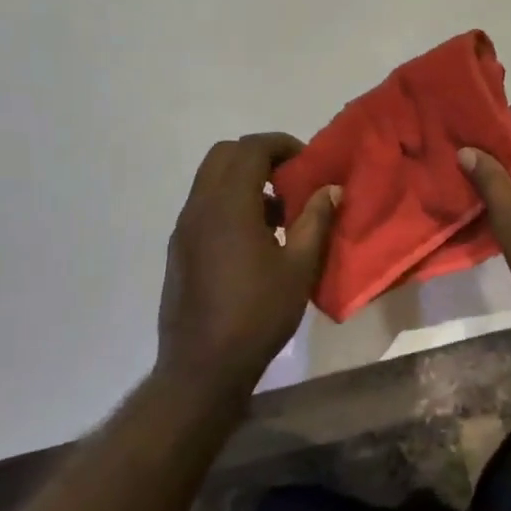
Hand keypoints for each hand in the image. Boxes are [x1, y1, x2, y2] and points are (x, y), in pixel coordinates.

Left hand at [158, 134, 338, 390]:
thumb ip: (316, 220)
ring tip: (279, 212)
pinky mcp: (179, 248)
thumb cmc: (258, 314)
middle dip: (259, 156)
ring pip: (210, 179)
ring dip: (243, 179)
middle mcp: (200, 207)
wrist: (203, 366)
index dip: (281, 145)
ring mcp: (184, 228)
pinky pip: (204, 205)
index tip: (307, 161)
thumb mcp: (299, 267)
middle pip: (224, 155)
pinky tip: (256, 238)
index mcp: (229, 206)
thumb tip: (331, 188)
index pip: (250, 149)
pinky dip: (229, 201)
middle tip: (291, 178)